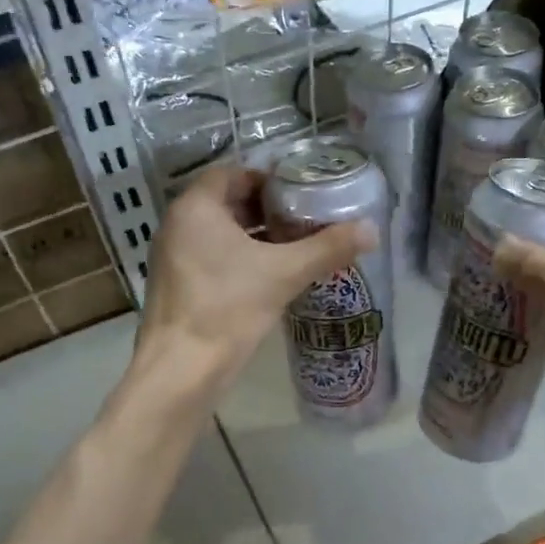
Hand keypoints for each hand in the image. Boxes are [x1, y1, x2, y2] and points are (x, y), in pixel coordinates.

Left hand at [134, 165, 375, 396]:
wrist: (181, 369)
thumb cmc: (228, 307)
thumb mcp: (285, 273)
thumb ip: (328, 248)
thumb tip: (371, 230)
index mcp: (196, 208)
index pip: (233, 174)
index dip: (268, 179)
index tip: (301, 193)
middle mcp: (177, 225)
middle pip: (227, 203)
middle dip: (266, 210)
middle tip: (304, 219)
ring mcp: (172, 257)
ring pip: (219, 234)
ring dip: (255, 237)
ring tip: (294, 246)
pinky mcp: (177, 286)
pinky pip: (211, 258)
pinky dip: (239, 259)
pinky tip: (270, 277)